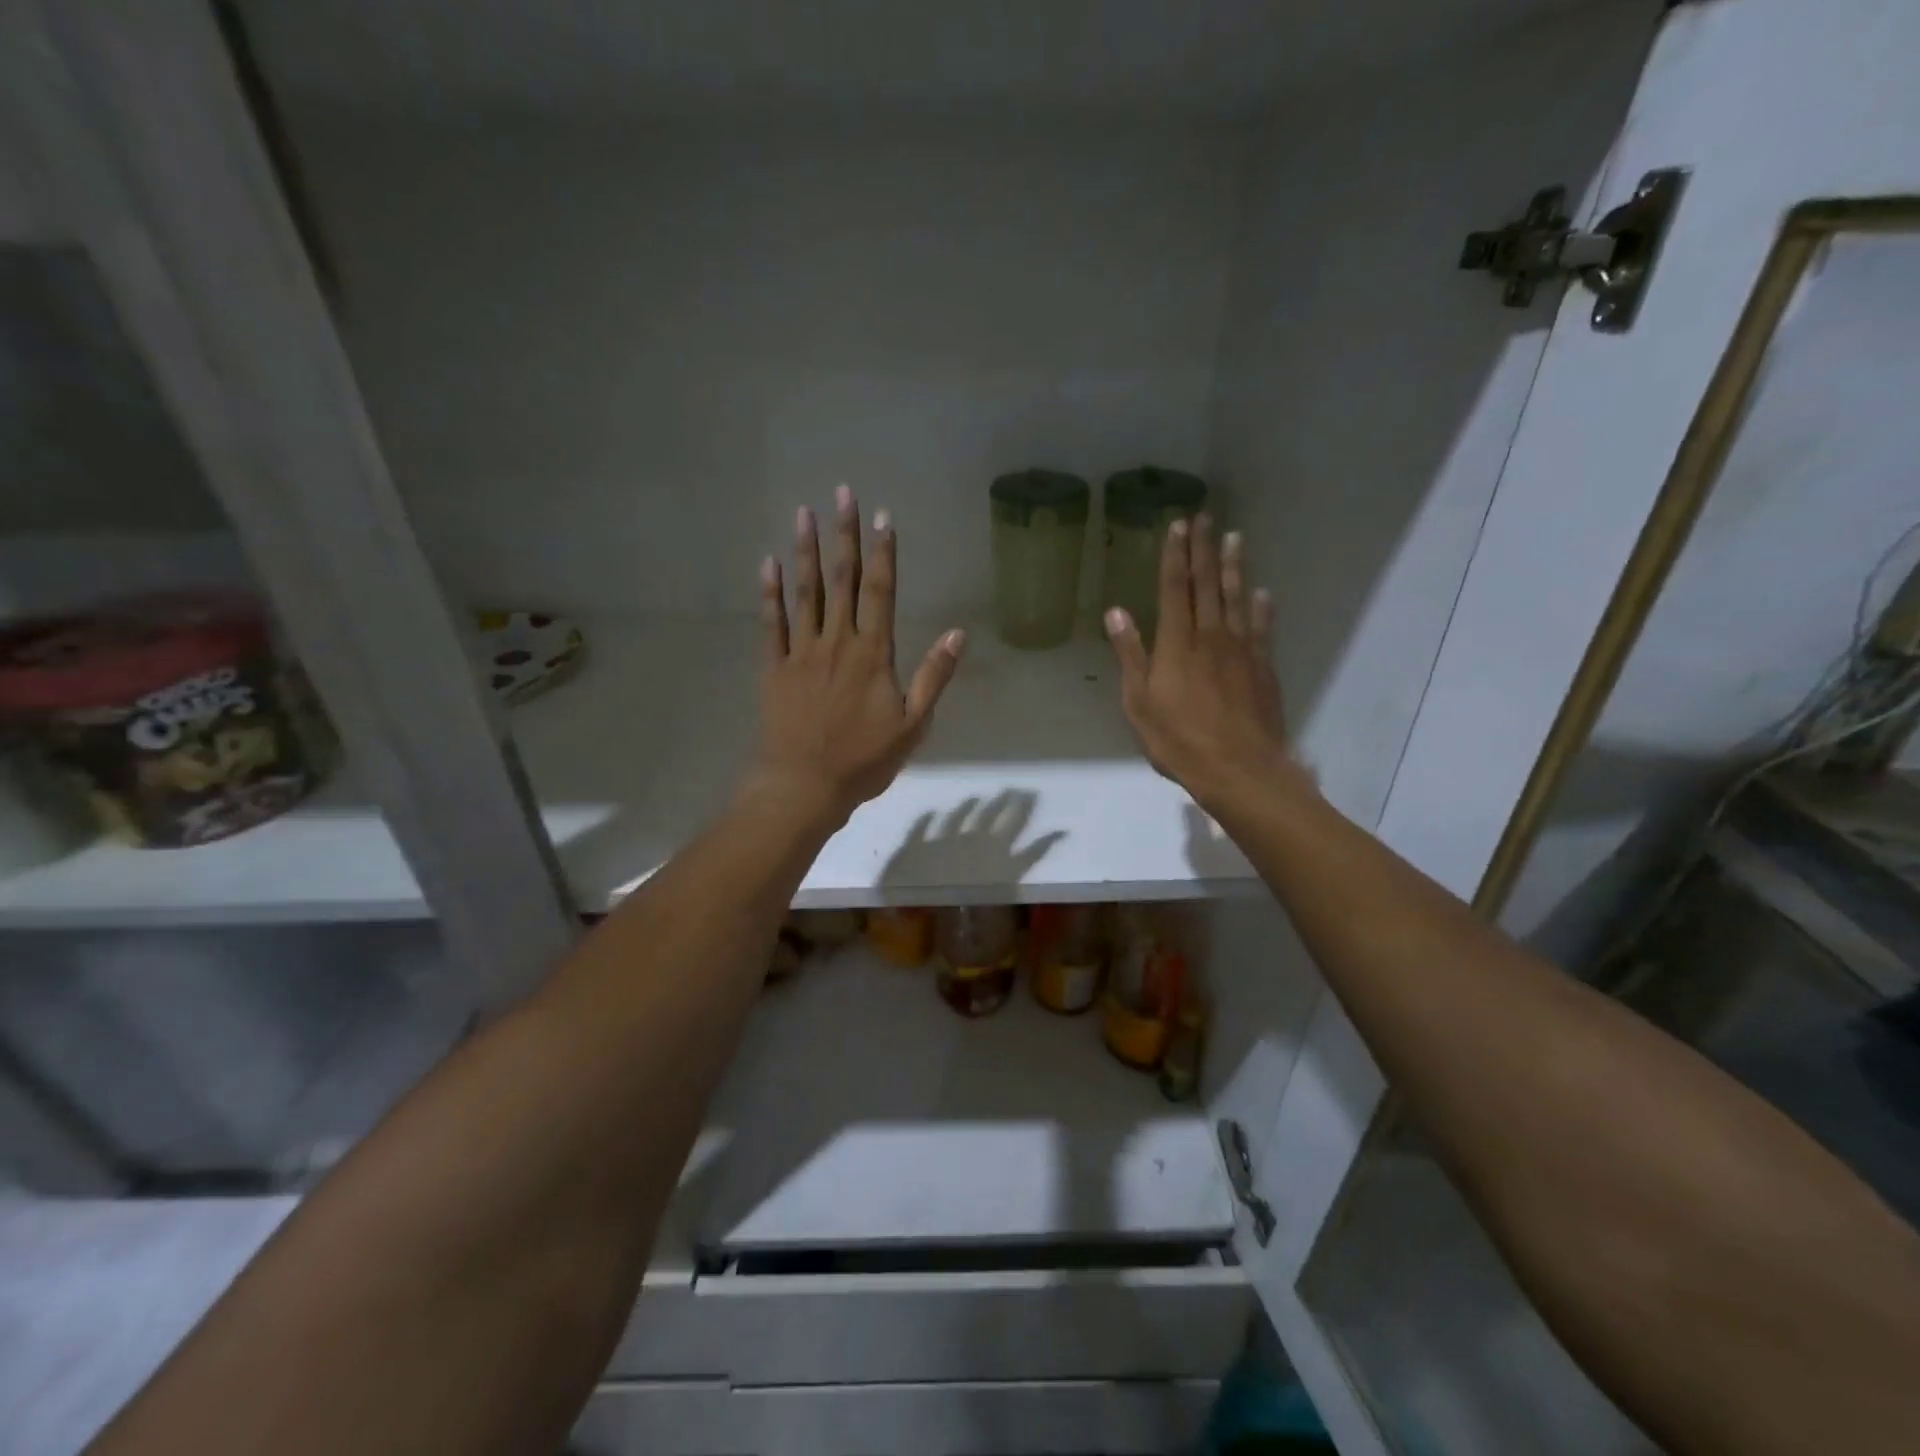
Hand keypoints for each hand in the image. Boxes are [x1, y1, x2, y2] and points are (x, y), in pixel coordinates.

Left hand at [750, 485, 965, 823]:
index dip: (884, 552)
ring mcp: (802, 652)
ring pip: (805, 592)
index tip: (884, 516)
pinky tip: (767, 563)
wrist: (804, 786)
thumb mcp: (914, 724)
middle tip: (842, 494)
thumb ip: (934, 676)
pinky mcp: (774, 668)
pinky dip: (770, 593)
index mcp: (873, 654)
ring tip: (803, 514)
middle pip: (843, 580)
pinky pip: (772, 623)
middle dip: (844, 535)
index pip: (881, 592)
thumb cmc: (864, 760)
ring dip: (806, 552)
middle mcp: (837, 642)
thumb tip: (959, 633)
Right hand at [1105, 515, 1298, 810]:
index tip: (1177, 525)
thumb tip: (1116, 612)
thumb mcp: (1139, 703)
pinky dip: (1260, 607)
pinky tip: (1262, 593)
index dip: (1175, 556)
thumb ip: (1131, 655)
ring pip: (1236, 598)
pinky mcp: (1262, 667)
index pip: (1174, 589)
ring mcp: (1241, 649)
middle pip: (1207, 585)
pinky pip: (1261, 628)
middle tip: (1206, 517)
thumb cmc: (1178, 740)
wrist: (1240, 768)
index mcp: (1176, 643)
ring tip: (1235, 537)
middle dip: (1204, 549)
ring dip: (1233, 567)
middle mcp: (1210, 636)